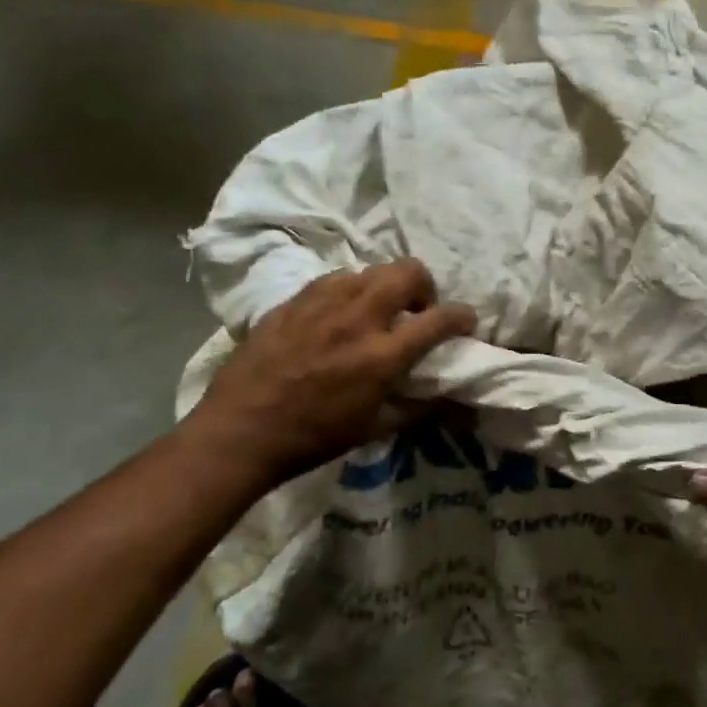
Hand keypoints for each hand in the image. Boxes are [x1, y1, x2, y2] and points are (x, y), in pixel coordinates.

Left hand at [187, 260, 475, 487]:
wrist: (241, 430)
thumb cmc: (314, 437)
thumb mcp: (375, 428)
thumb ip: (421, 409)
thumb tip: (459, 405)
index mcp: (382, 355)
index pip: (439, 319)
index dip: (462, 316)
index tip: (464, 322)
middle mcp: (357, 317)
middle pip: (408, 271)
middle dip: (424, 286)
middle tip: (416, 311)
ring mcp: (322, 302)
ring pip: (371, 270)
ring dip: (385, 287)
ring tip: (375, 312)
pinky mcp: (294, 300)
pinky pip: (334, 279)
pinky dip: (350, 290)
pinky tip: (338, 314)